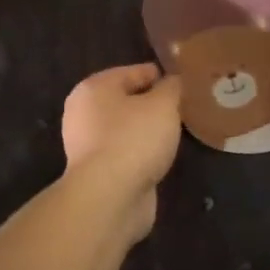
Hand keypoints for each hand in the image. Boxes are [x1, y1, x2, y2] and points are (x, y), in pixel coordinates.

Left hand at [61, 63, 182, 239]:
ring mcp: (87, 145)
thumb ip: (171, 87)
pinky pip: (125, 152)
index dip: (162, 75)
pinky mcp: (96, 172)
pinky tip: (161, 156)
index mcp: (94, 88)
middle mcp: (84, 113)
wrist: (109, 198)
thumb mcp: (163, 104)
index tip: (186, 83)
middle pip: (128, 100)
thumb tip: (173, 81)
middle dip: (154, 104)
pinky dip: (142, 152)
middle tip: (183, 108)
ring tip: (177, 133)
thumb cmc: (134, 139)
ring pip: (127, 128)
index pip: (134, 72)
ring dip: (148, 130)